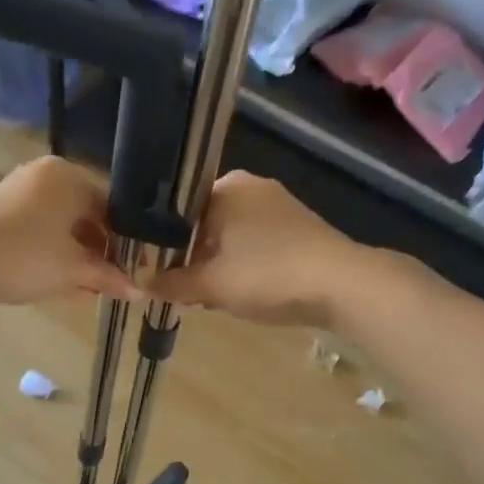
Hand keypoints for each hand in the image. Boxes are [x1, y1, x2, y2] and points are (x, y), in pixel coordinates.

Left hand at [0, 156, 141, 305]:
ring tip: (90, 285)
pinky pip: (40, 228)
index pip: (112, 206)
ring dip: (78, 254)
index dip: (126, 241)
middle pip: (86, 213)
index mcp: (69, 176)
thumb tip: (140, 292)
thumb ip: (109, 277)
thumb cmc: (27, 257)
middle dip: (100, 249)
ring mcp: (20, 190)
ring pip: (62, 223)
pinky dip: (54, 250)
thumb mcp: (74, 270)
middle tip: (113, 279)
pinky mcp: (1, 210)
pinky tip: (62, 278)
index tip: (134, 268)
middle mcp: (46, 174)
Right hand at [150, 171, 368, 326]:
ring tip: (212, 296)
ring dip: (218, 264)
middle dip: (192, 257)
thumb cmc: (268, 276)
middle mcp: (252, 187)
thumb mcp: (211, 285)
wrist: (343, 285)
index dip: (162, 243)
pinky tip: (244, 291)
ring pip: (232, 235)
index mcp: (226, 188)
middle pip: (205, 223)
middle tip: (184, 290)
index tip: (157, 272)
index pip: (177, 210)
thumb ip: (171, 282)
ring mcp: (280, 206)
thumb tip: (140, 281)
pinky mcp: (300, 228)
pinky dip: (245, 264)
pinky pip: (257, 243)